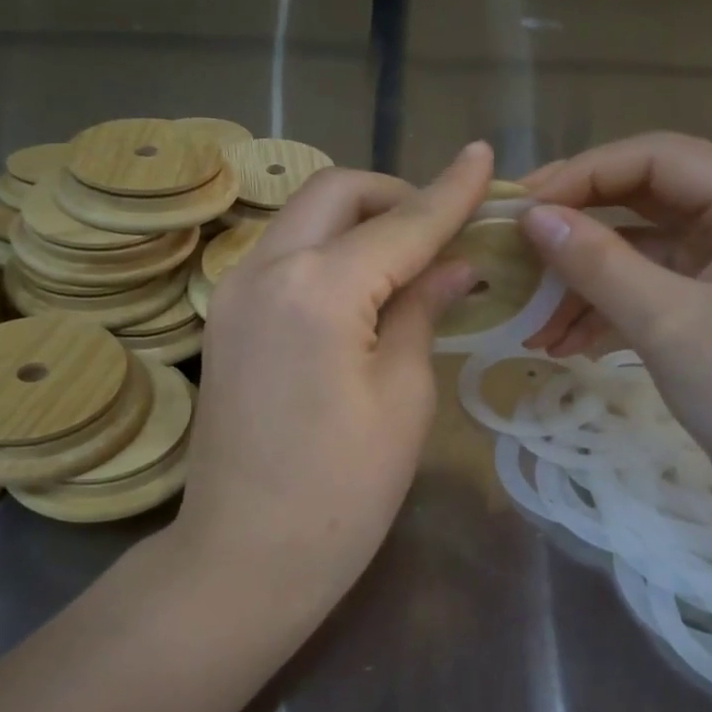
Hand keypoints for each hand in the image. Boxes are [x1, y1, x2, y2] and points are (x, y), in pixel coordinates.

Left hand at [172, 143, 493, 607]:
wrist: (246, 555)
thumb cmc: (343, 491)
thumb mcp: (403, 398)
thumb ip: (422, 311)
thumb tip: (454, 265)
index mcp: (318, 289)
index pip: (400, 223)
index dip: (450, 191)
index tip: (486, 157)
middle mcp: (264, 270)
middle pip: (334, 193)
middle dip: (394, 193)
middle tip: (443, 226)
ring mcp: (234, 292)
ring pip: (302, 219)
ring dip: (357, 219)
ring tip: (409, 256)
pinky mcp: (225, 319)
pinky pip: (282, 256)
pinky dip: (327, 251)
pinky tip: (362, 285)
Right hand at [519, 134, 711, 501]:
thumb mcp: (668, 324)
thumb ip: (598, 264)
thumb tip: (531, 218)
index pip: (657, 158)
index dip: (583, 175)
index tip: (523, 210)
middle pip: (642, 198)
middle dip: (576, 226)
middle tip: (514, 246)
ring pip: (637, 249)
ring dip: (582, 280)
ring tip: (531, 320)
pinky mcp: (709, 305)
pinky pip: (645, 289)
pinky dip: (603, 310)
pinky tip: (561, 344)